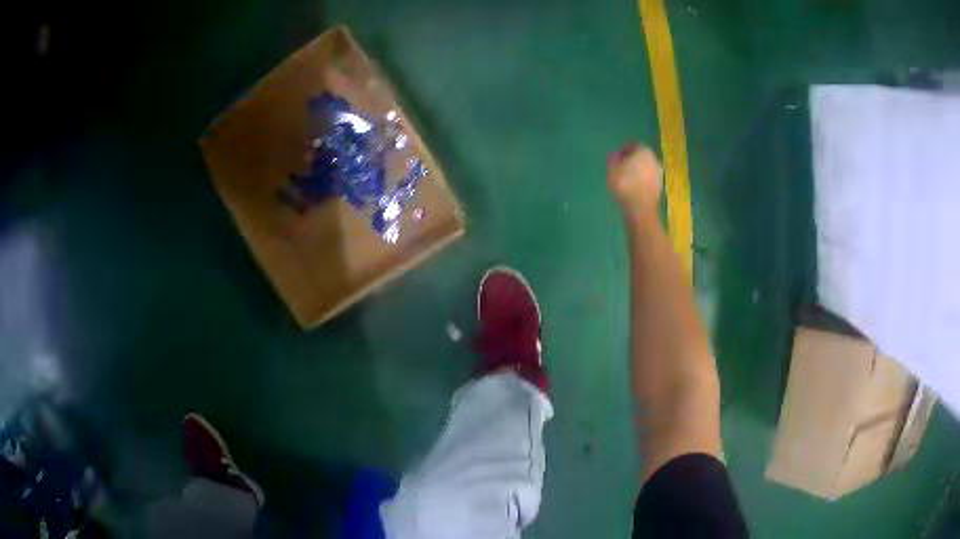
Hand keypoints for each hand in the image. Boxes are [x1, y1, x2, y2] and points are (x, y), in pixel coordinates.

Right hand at [607, 143, 662, 217]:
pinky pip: (648, 179)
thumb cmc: (625, 185)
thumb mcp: (612, 169)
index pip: (633, 145)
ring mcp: (659, 174)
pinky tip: (633, 188)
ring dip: (637, 171)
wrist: (640, 209)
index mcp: (644, 151)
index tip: (615, 158)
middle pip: (641, 156)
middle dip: (631, 161)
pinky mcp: (660, 187)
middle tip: (620, 167)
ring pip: (645, 168)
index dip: (623, 150)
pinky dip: (641, 181)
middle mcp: (654, 159)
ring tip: (625, 179)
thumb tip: (614, 154)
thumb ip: (613, 159)